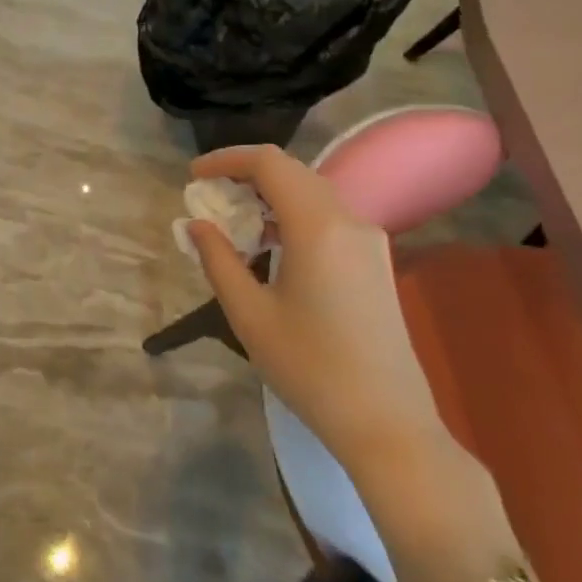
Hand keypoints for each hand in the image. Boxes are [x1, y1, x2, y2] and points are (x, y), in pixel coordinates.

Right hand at [187, 144, 447, 478]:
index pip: (269, 163)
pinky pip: (328, 216)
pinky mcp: (376, 260)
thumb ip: (218, 259)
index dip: (226, 159)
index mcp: (317, 227)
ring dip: (270, 194)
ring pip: (312, 192)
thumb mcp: (249, 314)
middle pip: (293, 171)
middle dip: (246, 174)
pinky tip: (270, 243)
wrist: (387, 422)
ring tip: (233, 219)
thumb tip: (197, 224)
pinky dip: (293, 214)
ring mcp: (369, 240)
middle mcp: (349, 220)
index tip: (194, 176)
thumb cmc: (309, 368)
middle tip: (209, 195)